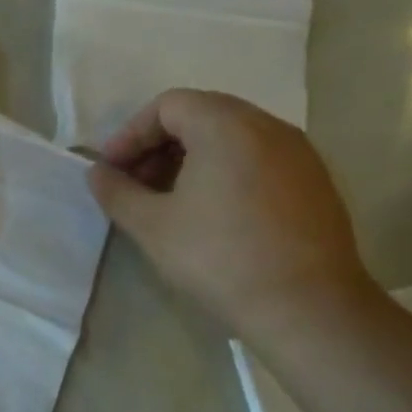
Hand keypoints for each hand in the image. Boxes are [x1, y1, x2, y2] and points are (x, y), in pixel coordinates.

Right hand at [87, 90, 375, 338]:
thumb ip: (117, 192)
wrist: (307, 306)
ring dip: (191, 159)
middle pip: (201, 115)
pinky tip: (212, 214)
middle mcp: (268, 126)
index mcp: (226, 126)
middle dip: (159, 145)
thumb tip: (97, 173)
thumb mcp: (152, 226)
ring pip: (232, 137)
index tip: (111, 170)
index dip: (130, 134)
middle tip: (135, 185)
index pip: (168, 105)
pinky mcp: (314, 181)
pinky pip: (258, 159)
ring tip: (169, 201)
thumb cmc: (219, 257)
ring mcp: (298, 152)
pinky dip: (225, 172)